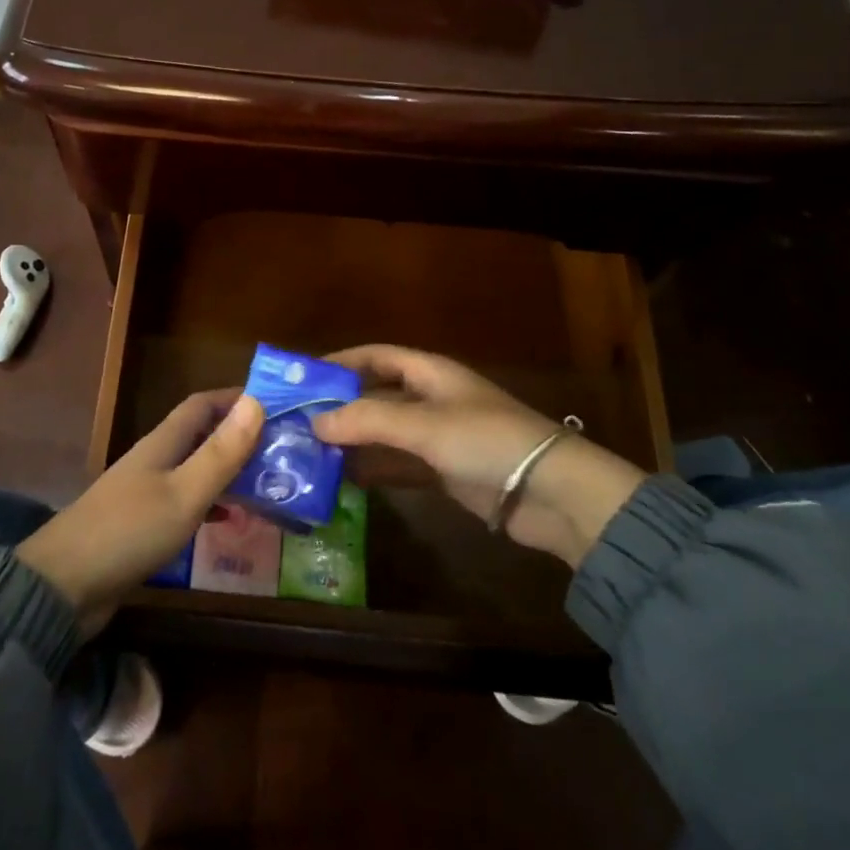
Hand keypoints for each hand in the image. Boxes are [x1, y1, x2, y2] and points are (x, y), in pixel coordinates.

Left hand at [17, 391, 262, 633]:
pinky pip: (186, 502)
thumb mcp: (184, 493)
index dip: (236, 398)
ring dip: (229, 471)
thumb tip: (256, 402)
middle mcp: (155, 460)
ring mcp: (146, 492)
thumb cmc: (129, 531)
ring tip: (269, 483)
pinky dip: (212, 504)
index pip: (202, 404)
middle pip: (202, 435)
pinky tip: (230, 521)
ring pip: (196, 469)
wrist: (64, 586)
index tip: (277, 404)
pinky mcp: (142, 525)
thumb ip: (220, 453)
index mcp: (163, 443)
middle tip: (283, 449)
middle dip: (240, 436)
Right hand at [312, 346, 645, 567]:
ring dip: (353, 439)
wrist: (552, 494)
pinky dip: (374, 468)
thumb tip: (314, 421)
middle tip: (297, 420)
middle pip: (376, 394)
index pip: (375, 356)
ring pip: (384, 431)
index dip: (340, 362)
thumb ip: (366, 421)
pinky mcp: (445, 470)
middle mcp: (431, 398)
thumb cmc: (487, 441)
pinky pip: (399, 463)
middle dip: (340, 405)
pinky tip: (344, 479)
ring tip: (310, 452)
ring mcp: (438, 436)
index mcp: (430, 372)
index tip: (302, 377)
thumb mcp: (424, 425)